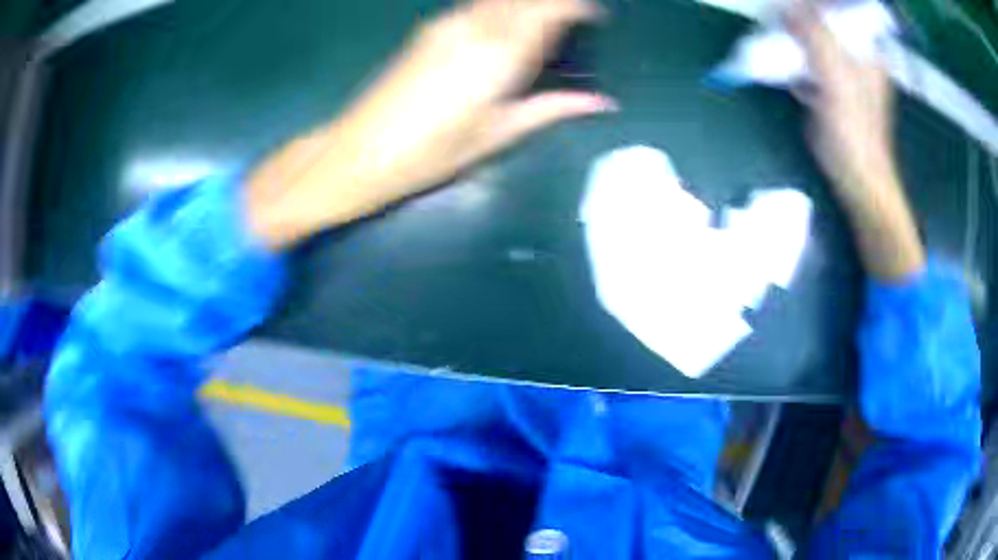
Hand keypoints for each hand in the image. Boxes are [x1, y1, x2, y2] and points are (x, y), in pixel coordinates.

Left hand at [247, 0, 614, 248]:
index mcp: (498, 54)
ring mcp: (447, 24)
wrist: (360, 151)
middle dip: (552, 3)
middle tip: (572, 18)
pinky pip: (476, 5)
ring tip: (543, 23)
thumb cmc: (432, 153)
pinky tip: (505, 26)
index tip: (595, 14)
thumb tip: (602, 103)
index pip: (547, 10)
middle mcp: (474, 27)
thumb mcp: (498, 134)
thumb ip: (552, 108)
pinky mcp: (429, 29)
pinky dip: (500, 8)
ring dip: (524, 4)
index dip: (574, 6)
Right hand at [786, 1, 923, 280]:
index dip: (815, 4)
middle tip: (777, 19)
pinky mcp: (829, 88)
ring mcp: (842, 73)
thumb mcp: (837, 80)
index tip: (790, 6)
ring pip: (814, 41)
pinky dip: (793, 60)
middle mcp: (856, 56)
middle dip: (799, 19)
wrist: (856, 178)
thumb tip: (787, 8)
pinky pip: (808, 62)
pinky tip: (785, 67)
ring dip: (792, 38)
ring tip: (775, 37)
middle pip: (825, 23)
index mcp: (866, 51)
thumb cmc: (854, 132)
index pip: (839, 11)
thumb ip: (816, 39)